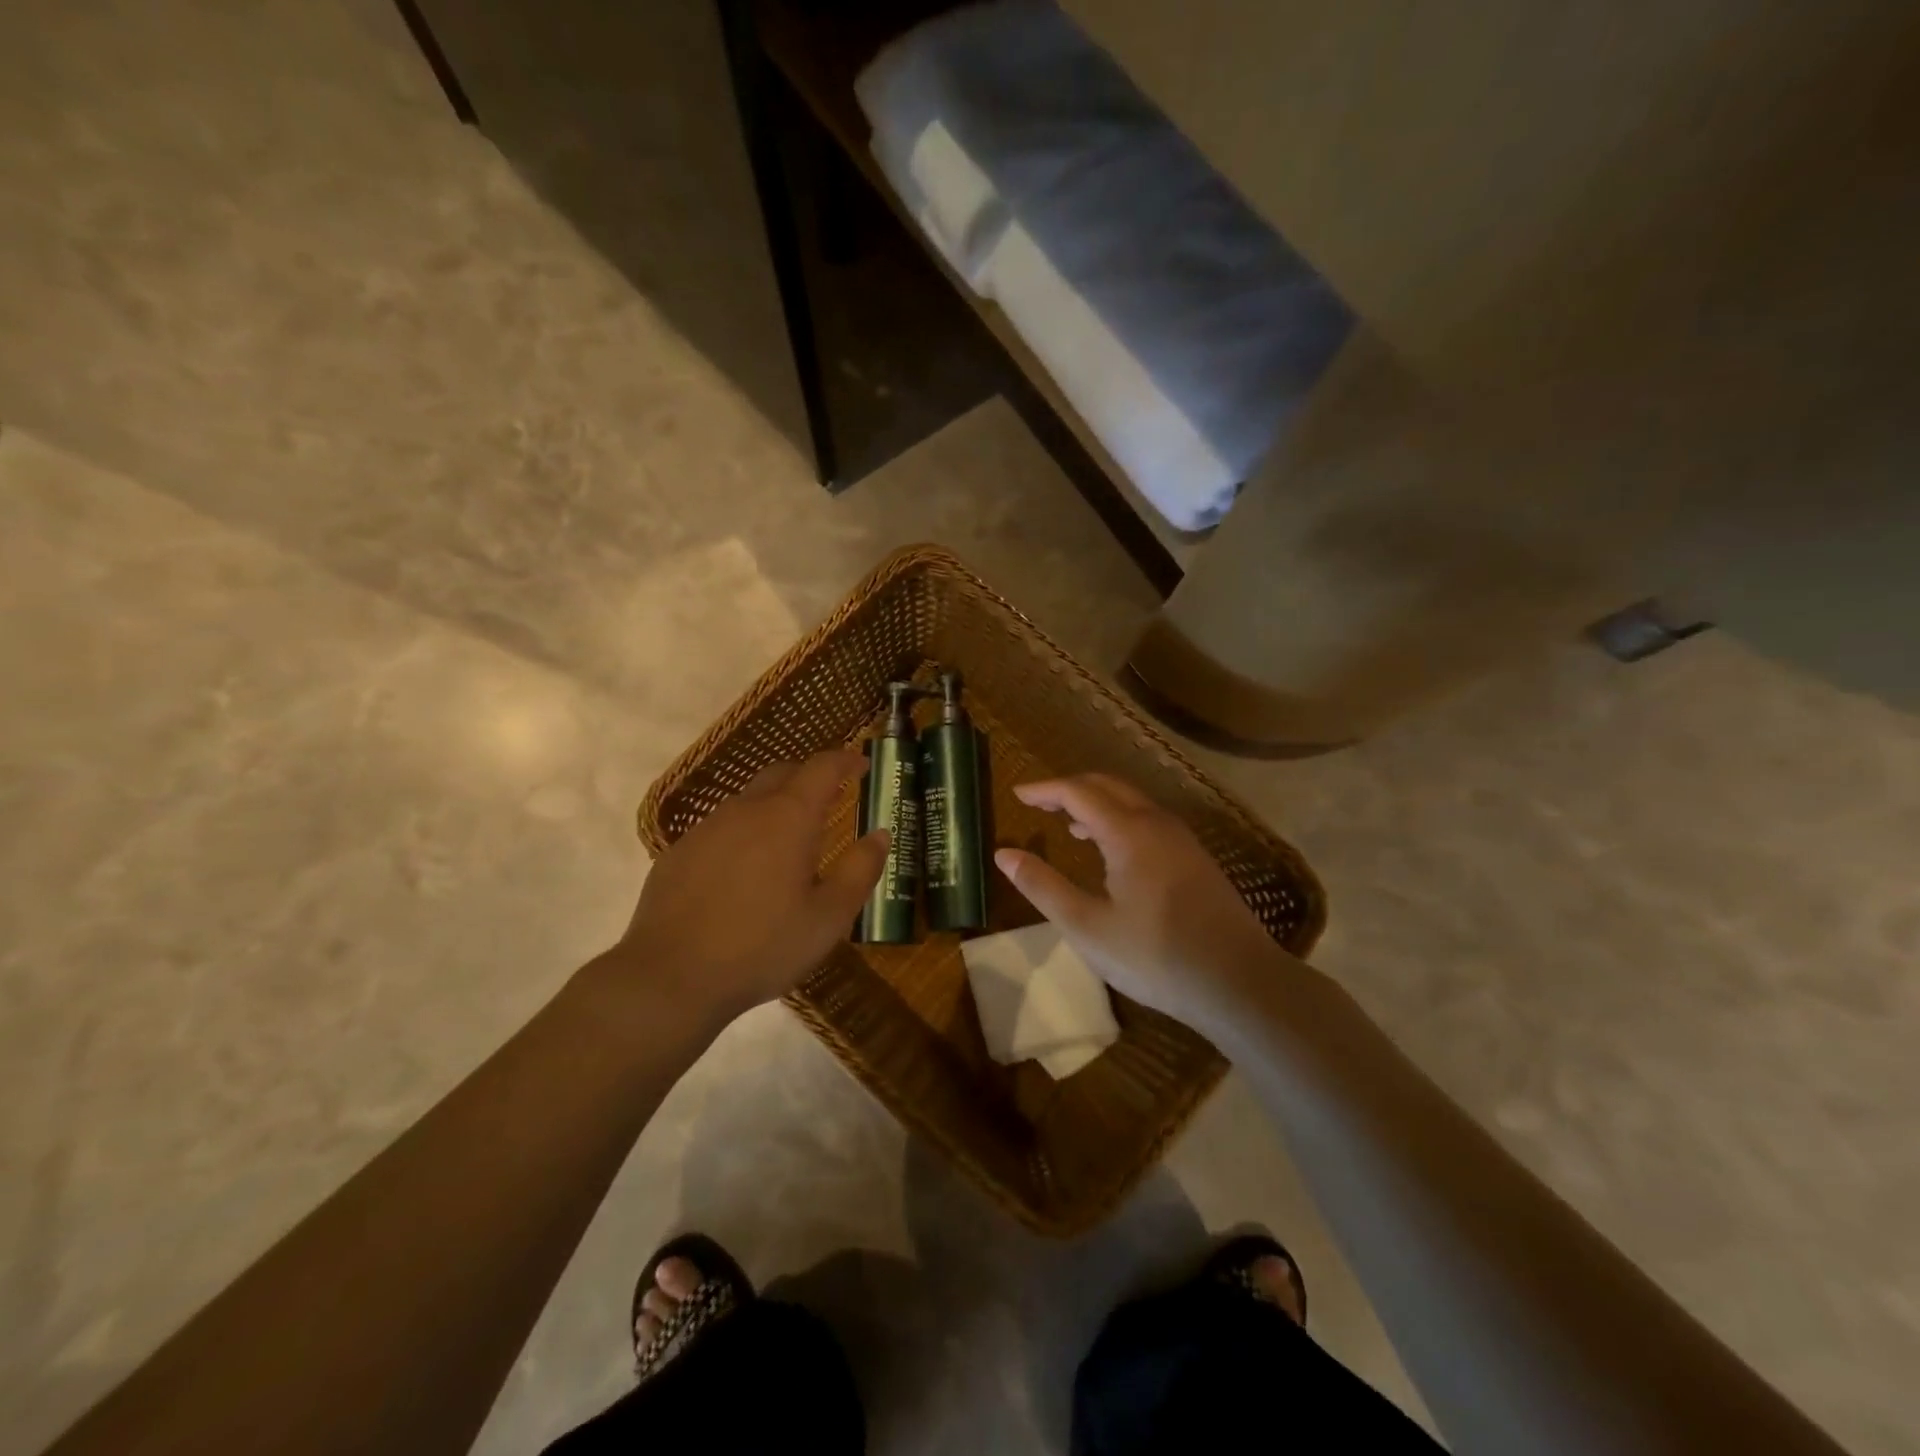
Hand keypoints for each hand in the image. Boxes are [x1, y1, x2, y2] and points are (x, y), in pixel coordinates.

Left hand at [614, 750, 887, 1025]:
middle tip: (832, 795)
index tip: (861, 764)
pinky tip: (745, 870)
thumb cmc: (762, 947)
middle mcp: (746, 810)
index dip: (845, 760)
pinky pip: (721, 827)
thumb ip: (860, 870)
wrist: (670, 977)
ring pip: (749, 798)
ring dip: (776, 803)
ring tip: (790, 836)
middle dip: (811, 775)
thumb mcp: (829, 917)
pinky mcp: (680, 852)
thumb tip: (880, 834)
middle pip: (783, 772)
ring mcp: (707, 828)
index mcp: (788, 818)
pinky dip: (745, 831)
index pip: (822, 767)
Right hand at [994, 773, 1293, 1031]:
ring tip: (1069, 825)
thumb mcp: (1087, 927)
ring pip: (1132, 802)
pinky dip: (1120, 819)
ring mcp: (1182, 840)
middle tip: (1038, 803)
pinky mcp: (1196, 859)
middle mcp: (1156, 823)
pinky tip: (1112, 852)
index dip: (1044, 789)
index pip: (1078, 792)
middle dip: (1069, 788)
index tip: (1017, 793)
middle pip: (1107, 786)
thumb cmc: (1155, 956)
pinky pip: (1149, 820)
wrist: (1240, 983)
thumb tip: (1004, 854)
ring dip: (1096, 803)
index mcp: (1128, 832)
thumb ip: (1043, 887)